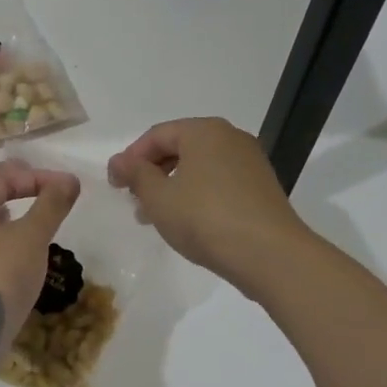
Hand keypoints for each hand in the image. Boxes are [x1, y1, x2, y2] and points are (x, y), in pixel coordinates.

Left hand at [0, 160, 80, 360]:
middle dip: (21, 189)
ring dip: (8, 212)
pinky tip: (14, 248)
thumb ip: (51, 204)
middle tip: (52, 194)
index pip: (4, 174)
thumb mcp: (31, 237)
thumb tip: (69, 179)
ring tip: (35, 218)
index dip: (39, 177)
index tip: (70, 187)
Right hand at [108, 117, 311, 293]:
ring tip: (157, 217)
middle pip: (180, 148)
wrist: (270, 255)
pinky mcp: (261, 187)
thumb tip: (118, 161)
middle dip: (152, 173)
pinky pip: (219, 182)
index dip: (130, 158)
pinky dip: (198, 195)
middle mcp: (230, 137)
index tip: (115, 186)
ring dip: (173, 187)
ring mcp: (250, 162)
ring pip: (199, 167)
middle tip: (134, 201)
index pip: (157, 135)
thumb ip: (135, 174)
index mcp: (204, 131)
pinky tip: (189, 222)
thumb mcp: (159, 198)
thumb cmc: (205, 218)